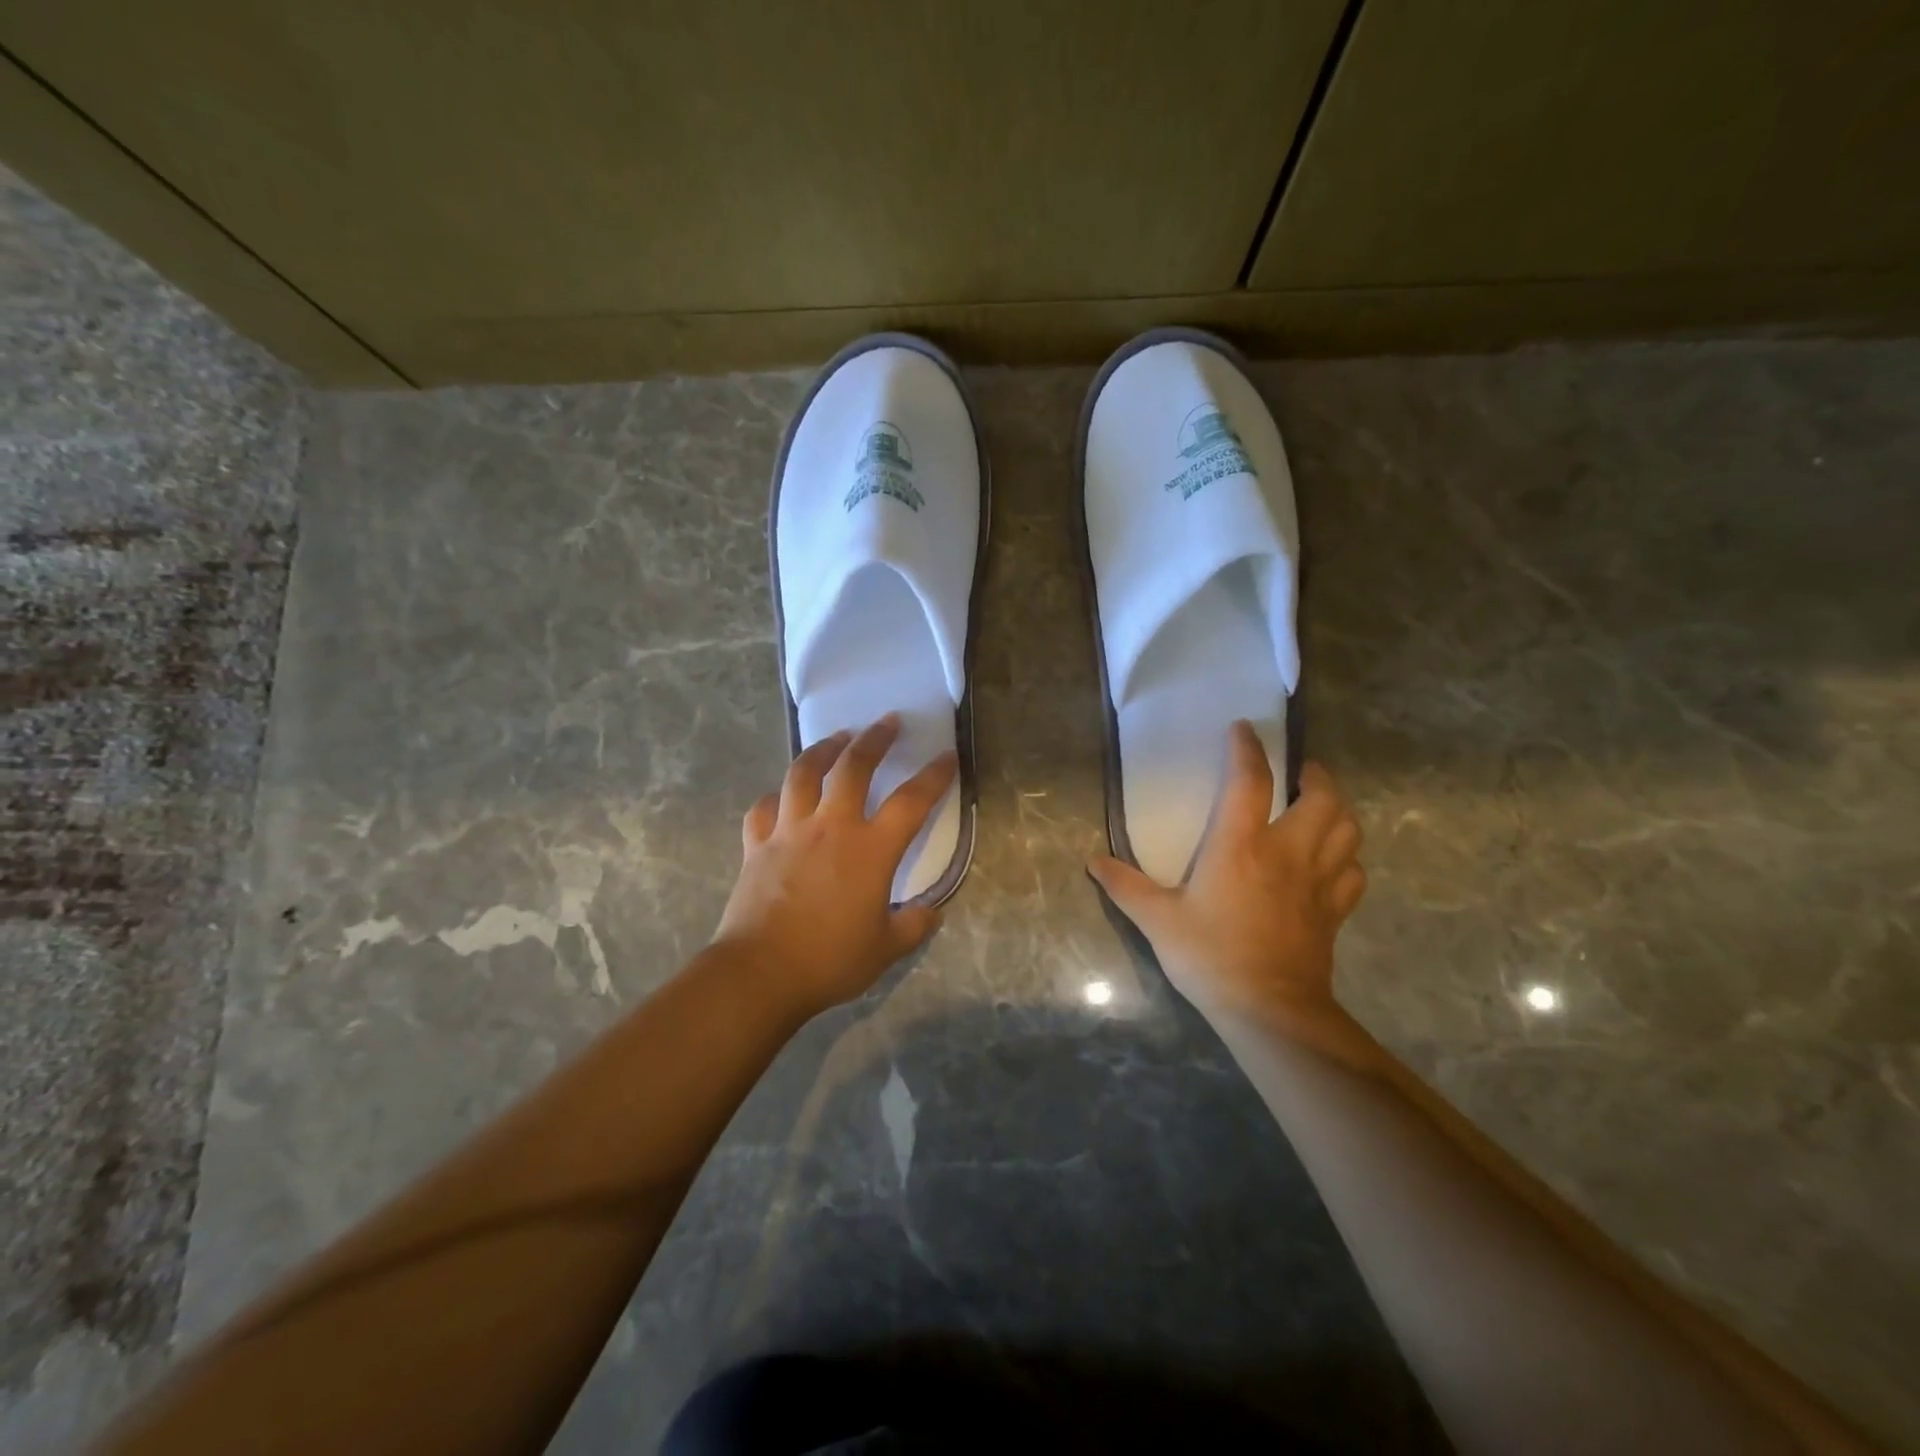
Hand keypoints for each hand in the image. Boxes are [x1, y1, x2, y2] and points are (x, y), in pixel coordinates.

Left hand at [714, 714, 955, 1018]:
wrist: (761, 972)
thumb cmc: (830, 960)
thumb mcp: (886, 949)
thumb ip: (914, 925)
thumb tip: (930, 912)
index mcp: (871, 849)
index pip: (912, 801)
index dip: (934, 775)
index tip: (947, 756)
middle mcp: (831, 826)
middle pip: (854, 766)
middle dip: (874, 739)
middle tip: (887, 721)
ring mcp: (789, 831)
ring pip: (804, 773)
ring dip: (823, 749)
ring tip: (837, 738)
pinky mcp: (757, 845)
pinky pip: (764, 808)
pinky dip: (775, 797)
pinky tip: (782, 796)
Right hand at [1088, 722, 1368, 1057]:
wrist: (1269, 1011)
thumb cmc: (1210, 956)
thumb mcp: (1158, 920)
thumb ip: (1125, 886)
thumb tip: (1092, 861)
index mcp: (1241, 846)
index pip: (1250, 781)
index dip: (1248, 749)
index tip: (1243, 729)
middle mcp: (1287, 853)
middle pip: (1322, 798)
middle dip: (1315, 775)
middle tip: (1299, 772)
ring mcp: (1318, 882)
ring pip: (1347, 830)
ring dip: (1338, 810)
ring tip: (1321, 807)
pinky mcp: (1334, 911)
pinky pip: (1353, 872)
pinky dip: (1347, 857)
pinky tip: (1333, 861)